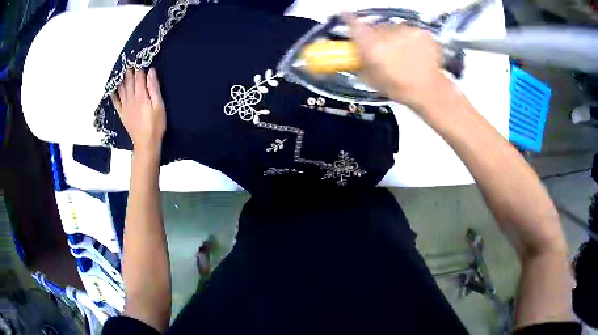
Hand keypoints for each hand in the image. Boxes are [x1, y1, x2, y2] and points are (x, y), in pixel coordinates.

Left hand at [111, 68, 165, 153]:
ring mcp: (125, 106)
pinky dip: (113, 93)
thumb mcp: (159, 106)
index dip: (139, 66)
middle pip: (129, 80)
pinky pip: (115, 101)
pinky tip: (112, 88)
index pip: (139, 76)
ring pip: (121, 88)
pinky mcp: (122, 113)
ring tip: (122, 70)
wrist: (145, 144)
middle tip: (129, 61)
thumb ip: (154, 88)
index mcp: (141, 95)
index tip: (139, 58)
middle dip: (129, 70)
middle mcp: (131, 98)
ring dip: (121, 78)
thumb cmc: (156, 125)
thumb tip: (150, 71)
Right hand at [345, 14, 454, 113]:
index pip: (354, 24)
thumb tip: (357, 51)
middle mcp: (387, 33)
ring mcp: (406, 30)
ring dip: (395, 35)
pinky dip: (410, 38)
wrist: (429, 91)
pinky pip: (410, 31)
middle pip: (376, 26)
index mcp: (372, 46)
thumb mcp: (371, 79)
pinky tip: (416, 51)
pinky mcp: (422, 31)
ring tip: (403, 51)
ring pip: (394, 27)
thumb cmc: (398, 88)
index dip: (348, 18)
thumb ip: (361, 60)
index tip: (345, 15)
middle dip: (377, 34)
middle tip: (383, 47)